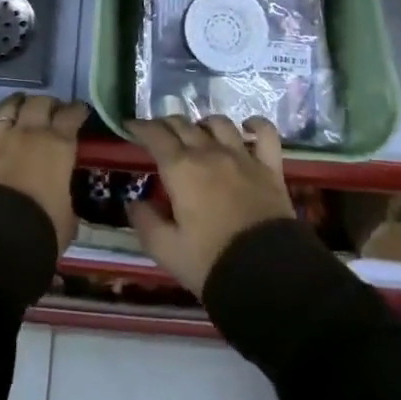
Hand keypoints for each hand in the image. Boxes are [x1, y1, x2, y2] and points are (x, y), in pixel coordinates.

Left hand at [0, 80, 87, 252]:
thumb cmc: (41, 230)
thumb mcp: (68, 218)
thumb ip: (65, 199)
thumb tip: (62, 200)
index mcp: (58, 146)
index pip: (71, 116)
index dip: (77, 111)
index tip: (79, 112)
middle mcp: (29, 133)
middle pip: (40, 104)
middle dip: (48, 104)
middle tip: (52, 111)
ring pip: (7, 107)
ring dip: (17, 102)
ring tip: (21, 103)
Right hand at [125, 116, 293, 295]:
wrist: (267, 275)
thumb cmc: (210, 262)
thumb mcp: (166, 250)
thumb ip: (145, 223)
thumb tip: (133, 202)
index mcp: (181, 169)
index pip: (155, 135)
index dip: (140, 127)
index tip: (130, 126)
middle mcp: (209, 153)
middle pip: (183, 125)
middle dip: (166, 124)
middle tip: (157, 132)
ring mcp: (242, 157)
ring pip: (219, 123)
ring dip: (202, 123)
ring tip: (197, 133)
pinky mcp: (270, 167)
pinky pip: (265, 133)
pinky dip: (255, 124)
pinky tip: (246, 127)